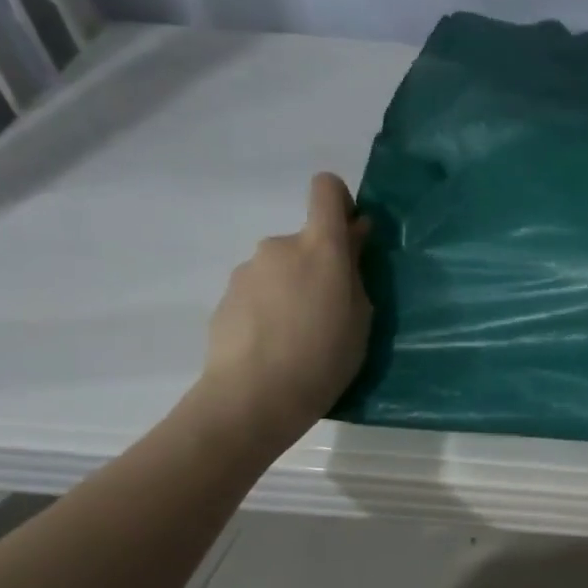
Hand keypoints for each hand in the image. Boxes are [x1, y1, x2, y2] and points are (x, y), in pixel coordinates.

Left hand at [194, 173, 372, 450]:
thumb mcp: (361, 316)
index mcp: (320, 246)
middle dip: (318, 266)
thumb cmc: (324, 356)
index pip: (327, 189)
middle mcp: (279, 246)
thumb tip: (353, 236)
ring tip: (299, 336)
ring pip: (280, 269)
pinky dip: (269, 309)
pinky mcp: (225, 297)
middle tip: (330, 312)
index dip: (340, 203)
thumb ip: (356, 270)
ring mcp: (247, 271)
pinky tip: (273, 346)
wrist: (253, 397)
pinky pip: (258, 293)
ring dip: (292, 289)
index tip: (350, 236)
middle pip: (305, 240)